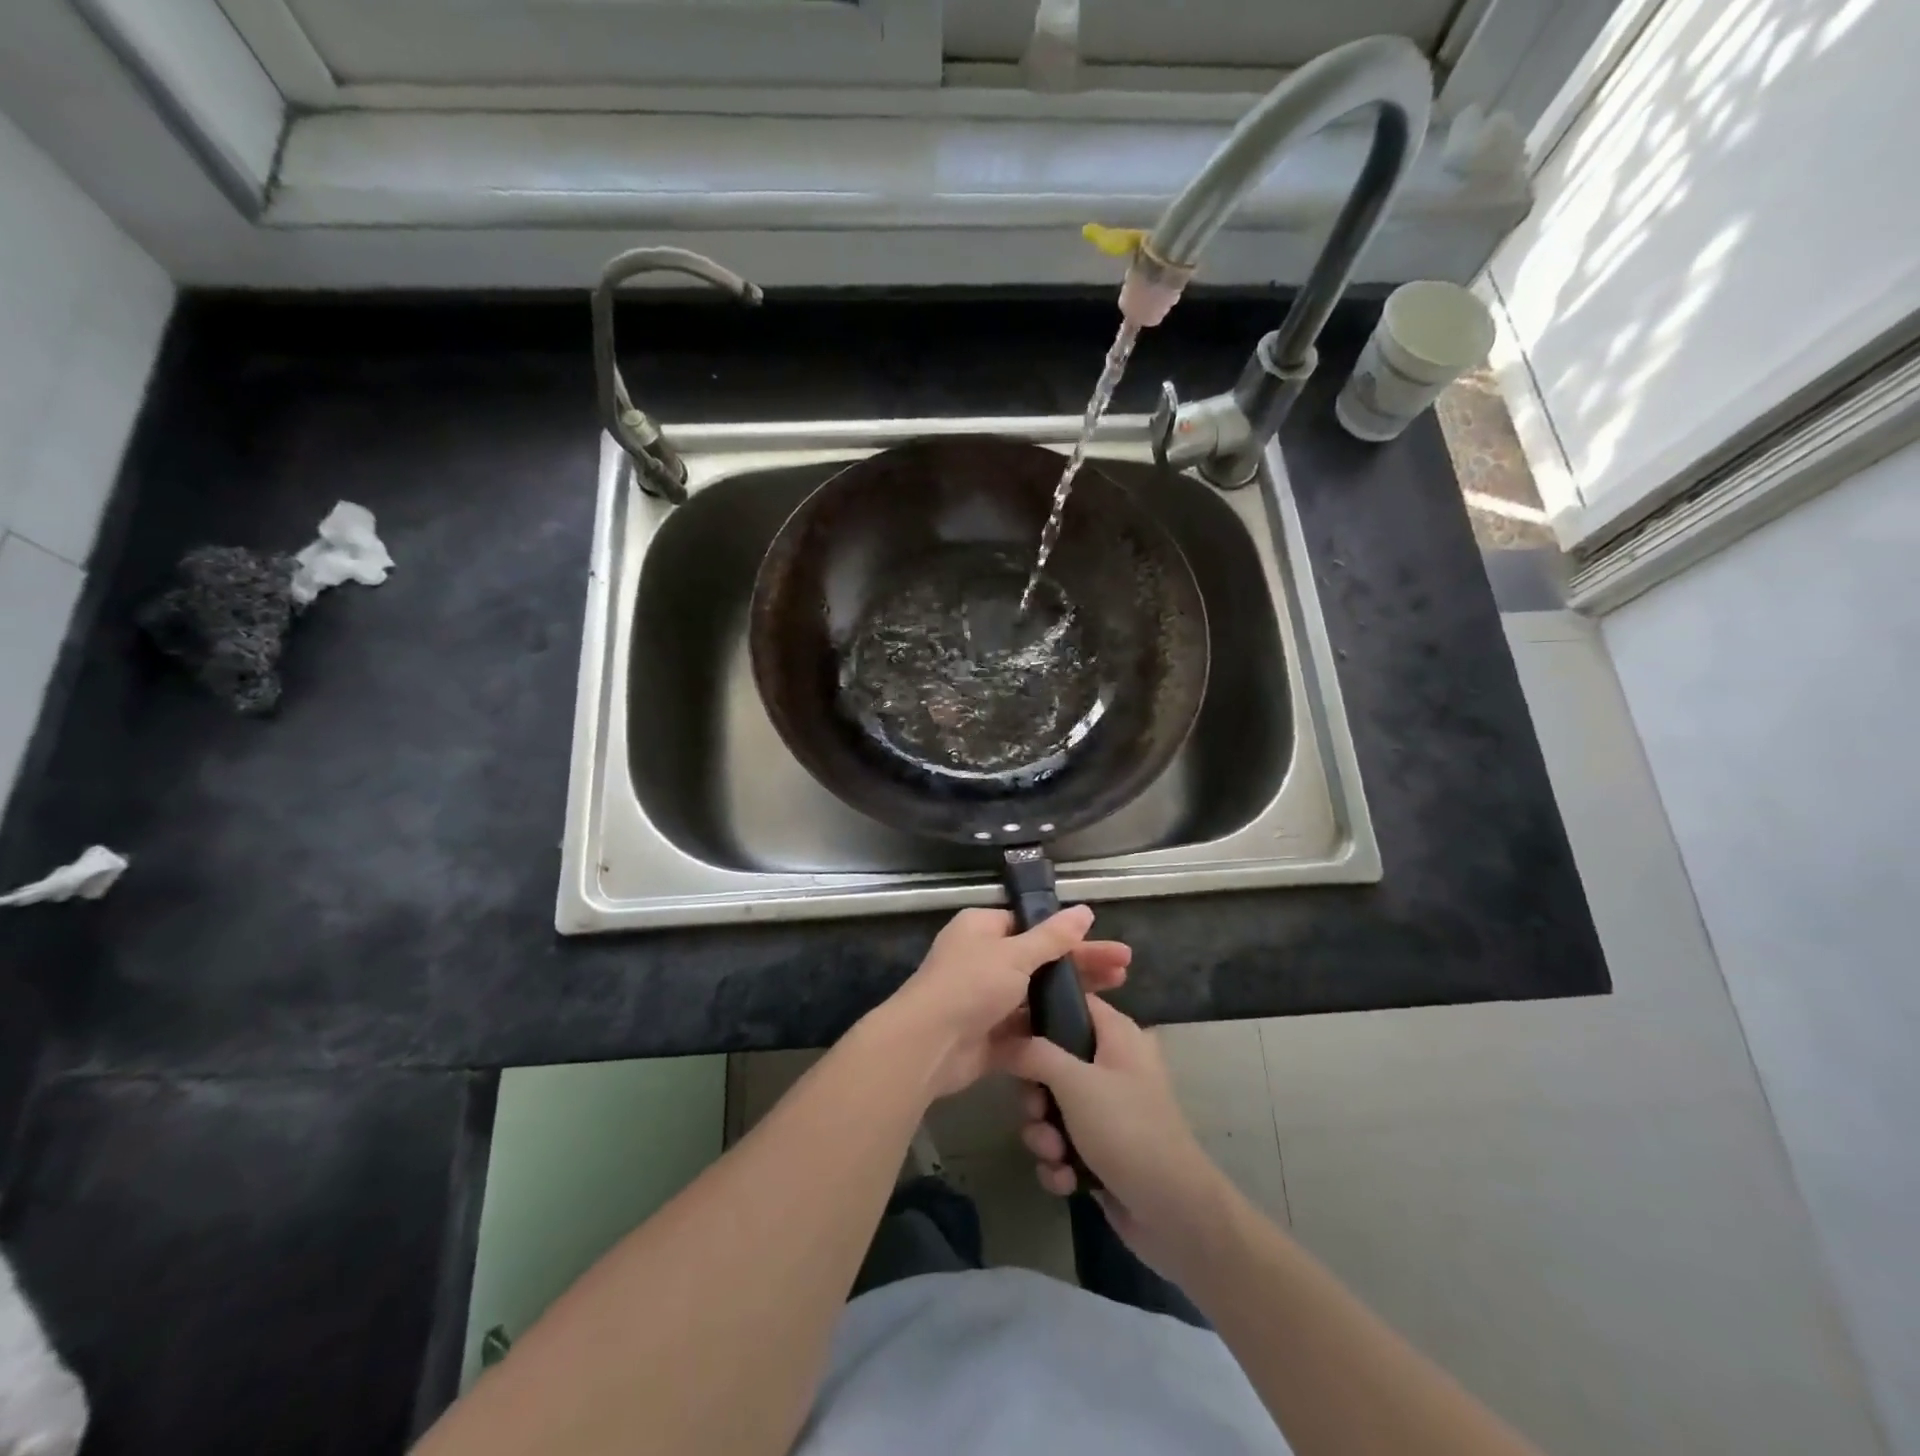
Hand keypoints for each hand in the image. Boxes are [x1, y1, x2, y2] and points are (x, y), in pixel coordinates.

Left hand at [866, 906, 1129, 1100]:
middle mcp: (983, 960)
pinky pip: (1028, 1028)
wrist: (927, 1046)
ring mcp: (987, 1000)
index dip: (1067, 933)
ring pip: (1037, 994)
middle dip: (1081, 963)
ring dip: (1072, 994)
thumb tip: (1085, 910)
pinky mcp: (991, 1036)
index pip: (1030, 925)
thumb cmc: (970, 985)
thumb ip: (1052, 937)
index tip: (1103, 940)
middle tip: (1125, 967)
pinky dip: (1053, 1028)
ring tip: (1117, 993)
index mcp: (982, 929)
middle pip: (1040, 959)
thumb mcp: (1014, 954)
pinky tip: (1088, 1030)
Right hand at [1007, 997, 1233, 1280]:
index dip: (1037, 1012)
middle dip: (1036, 1095)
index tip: (1007, 1032)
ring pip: (1052, 1108)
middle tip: (1037, 1110)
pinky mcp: (1101, 1150)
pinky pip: (1062, 1145)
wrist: (1173, 1213)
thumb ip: (1034, 1054)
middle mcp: (1111, 1065)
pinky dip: (1059, 1162)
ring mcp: (1107, 1111)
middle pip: (1052, 1061)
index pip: (1072, 1002)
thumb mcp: (1075, 1082)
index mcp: (1116, 1034)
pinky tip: (1067, 1179)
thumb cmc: (1126, 1129)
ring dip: (1044, 1135)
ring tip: (1056, 1154)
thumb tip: (1003, 1040)